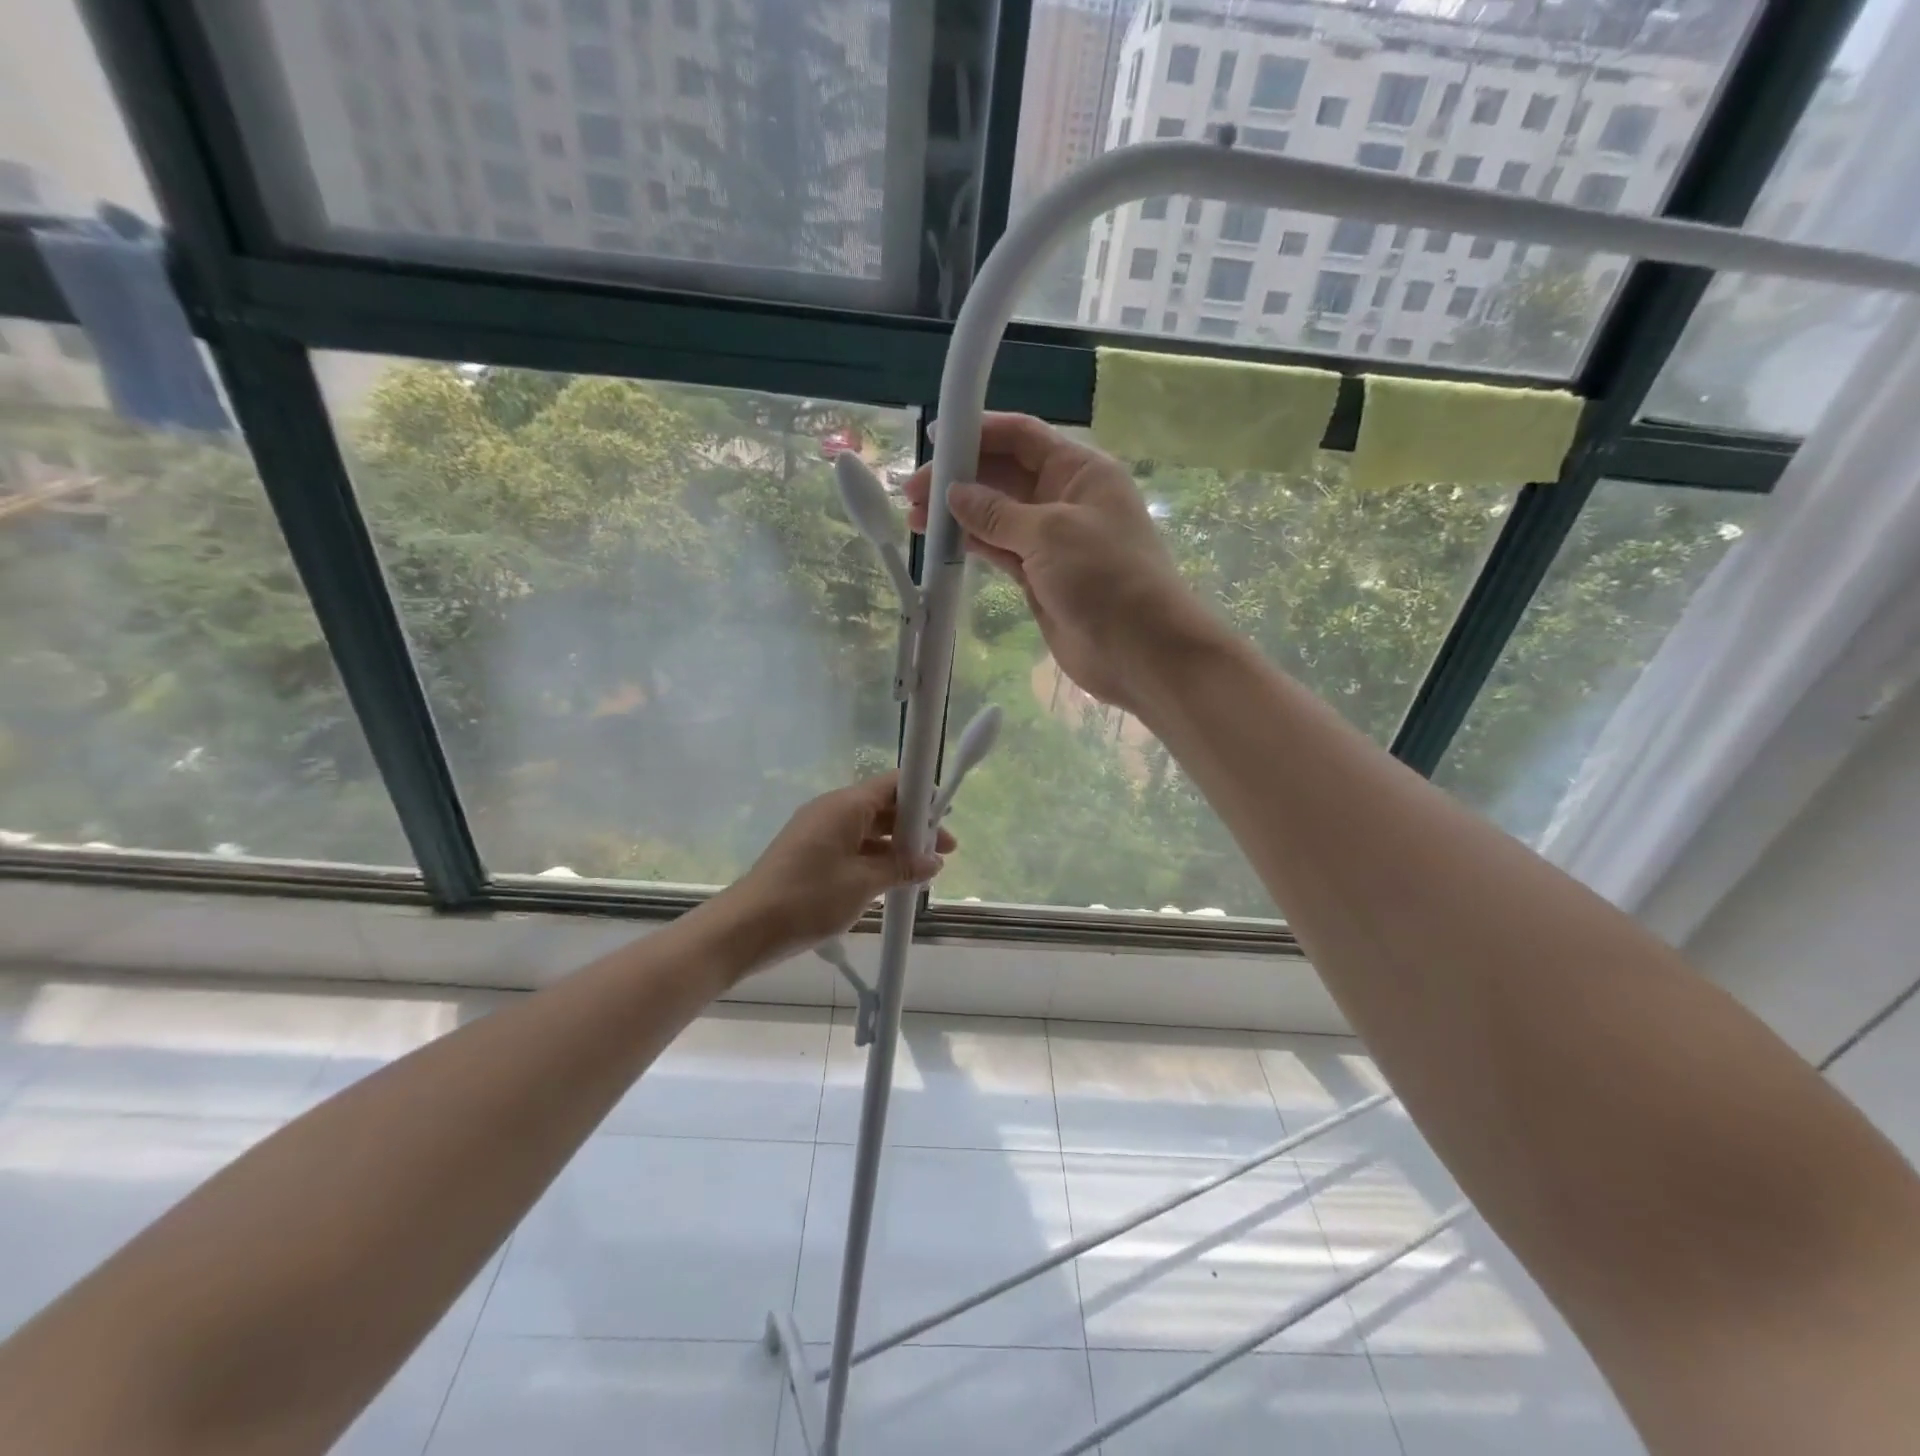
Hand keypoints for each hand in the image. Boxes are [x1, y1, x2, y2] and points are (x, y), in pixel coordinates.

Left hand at [721, 773, 956, 965]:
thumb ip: (901, 867)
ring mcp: (818, 832)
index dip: (923, 796)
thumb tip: (934, 861)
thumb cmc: (809, 898)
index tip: (947, 817)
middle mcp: (832, 810)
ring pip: (868, 829)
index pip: (893, 783)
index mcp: (845, 805)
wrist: (747, 928)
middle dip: (915, 827)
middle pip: (883, 806)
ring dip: (897, 847)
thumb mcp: (863, 883)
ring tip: (924, 872)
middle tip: (945, 853)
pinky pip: (852, 846)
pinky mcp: (810, 853)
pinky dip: (875, 858)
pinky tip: (893, 882)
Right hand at [904, 413, 1217, 712]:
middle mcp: (1065, 498)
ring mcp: (1051, 540)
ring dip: (960, 514)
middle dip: (960, 478)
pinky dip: (974, 544)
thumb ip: (997, 512)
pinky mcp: (1040, 576)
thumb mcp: (1050, 533)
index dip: (980, 432)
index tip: (935, 440)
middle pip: (1004, 475)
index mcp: (1079, 471)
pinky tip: (942, 542)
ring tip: (915, 519)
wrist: (1141, 650)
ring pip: (997, 515)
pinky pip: (1000, 550)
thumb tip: (955, 494)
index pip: (1023, 437)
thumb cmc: (1105, 577)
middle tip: (913, 493)